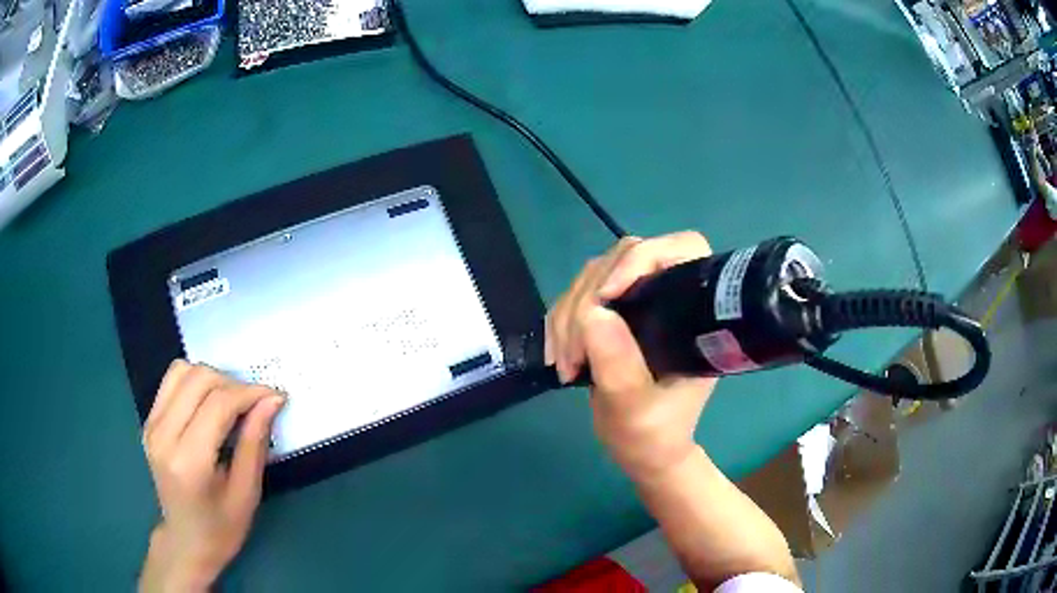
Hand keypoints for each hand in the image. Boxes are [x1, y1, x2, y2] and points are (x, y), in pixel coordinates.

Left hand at [139, 361, 284, 591]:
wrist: (185, 541)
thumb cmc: (221, 528)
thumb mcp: (247, 493)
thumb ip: (255, 443)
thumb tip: (272, 400)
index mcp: (188, 461)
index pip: (218, 404)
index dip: (249, 393)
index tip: (275, 396)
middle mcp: (163, 435)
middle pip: (199, 379)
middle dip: (234, 384)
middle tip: (256, 404)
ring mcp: (151, 424)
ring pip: (183, 370)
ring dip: (213, 378)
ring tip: (232, 403)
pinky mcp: (149, 420)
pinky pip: (172, 380)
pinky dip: (195, 382)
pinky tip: (209, 404)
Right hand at [546, 232, 717, 481]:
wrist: (643, 450)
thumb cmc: (652, 435)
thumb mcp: (636, 411)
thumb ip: (619, 367)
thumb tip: (594, 314)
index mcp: (695, 313)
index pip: (682, 249)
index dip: (642, 260)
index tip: (607, 295)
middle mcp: (670, 296)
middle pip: (626, 257)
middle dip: (588, 300)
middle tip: (573, 355)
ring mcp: (640, 300)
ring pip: (595, 273)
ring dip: (568, 314)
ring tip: (565, 363)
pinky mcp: (613, 311)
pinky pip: (577, 294)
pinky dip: (559, 320)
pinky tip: (558, 353)